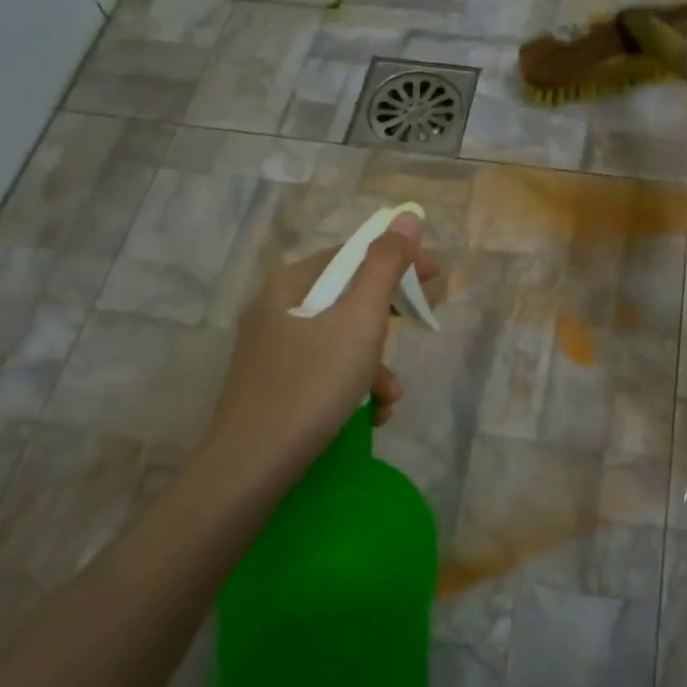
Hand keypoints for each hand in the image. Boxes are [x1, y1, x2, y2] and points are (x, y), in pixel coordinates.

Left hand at [204, 212, 439, 482]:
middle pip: (346, 298)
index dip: (397, 260)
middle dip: (387, 322)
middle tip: (418, 330)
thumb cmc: (312, 385)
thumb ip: (385, 265)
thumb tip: (407, 217)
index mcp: (290, 284)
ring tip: (388, 398)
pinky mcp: (272, 387)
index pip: (352, 254)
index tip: (435, 276)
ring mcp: (270, 351)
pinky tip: (366, 415)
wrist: (251, 468)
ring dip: (373, 364)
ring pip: (338, 340)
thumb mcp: (360, 320)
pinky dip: (350, 387)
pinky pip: (322, 371)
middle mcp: (275, 310)